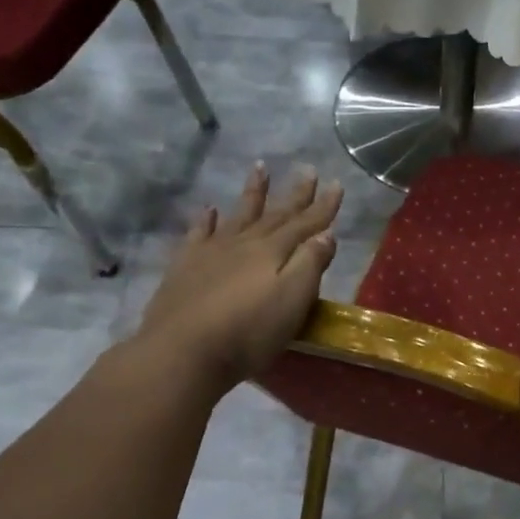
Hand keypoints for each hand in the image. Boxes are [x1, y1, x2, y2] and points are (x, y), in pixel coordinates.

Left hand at [130, 163, 342, 393]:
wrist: (183, 351)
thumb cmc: (248, 332)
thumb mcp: (292, 301)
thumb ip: (310, 264)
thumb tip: (326, 233)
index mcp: (273, 252)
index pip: (305, 224)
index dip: (323, 206)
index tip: (336, 184)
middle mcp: (244, 244)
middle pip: (275, 215)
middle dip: (295, 195)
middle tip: (308, 170)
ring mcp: (211, 252)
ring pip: (238, 215)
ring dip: (252, 193)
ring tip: (260, 168)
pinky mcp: (185, 267)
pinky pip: (198, 233)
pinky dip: (206, 219)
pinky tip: (208, 210)